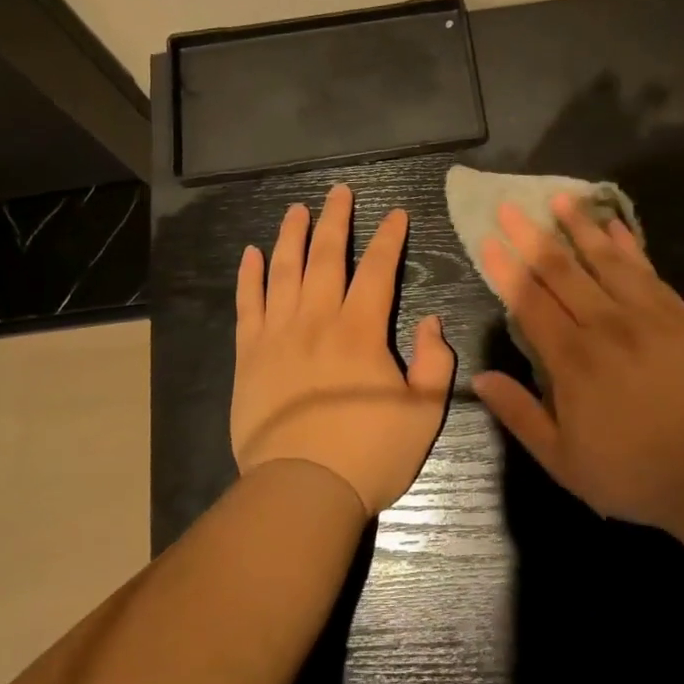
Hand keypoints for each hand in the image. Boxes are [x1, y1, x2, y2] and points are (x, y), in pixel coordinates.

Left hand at [232, 183, 454, 515]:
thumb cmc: (368, 454)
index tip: (396, 213)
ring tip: (297, 210)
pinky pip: (248, 305)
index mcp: (361, 331)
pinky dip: (249, 276)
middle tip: (339, 192)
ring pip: (284, 271)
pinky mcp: (249, 355)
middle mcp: (317, 320)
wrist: (301, 491)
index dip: (390, 238)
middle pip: (327, 257)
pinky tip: (251, 254)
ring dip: (291, 236)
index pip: (379, 270)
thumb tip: (433, 321)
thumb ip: (435, 363)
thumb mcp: (423, 414)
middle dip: (336, 220)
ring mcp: (278, 335)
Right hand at [471, 193, 683, 529]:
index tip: (488, 238)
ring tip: (560, 199)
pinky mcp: (677, 315)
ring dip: (579, 227)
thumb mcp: (562, 460)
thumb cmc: (632, 470)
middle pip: (560, 270)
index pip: (529, 300)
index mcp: (570, 359)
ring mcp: (643, 315)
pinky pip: (646, 271)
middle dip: (531, 235)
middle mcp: (602, 325)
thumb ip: (519, 414)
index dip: (505, 268)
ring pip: (604, 260)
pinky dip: (628, 246)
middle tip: (510, 205)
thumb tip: (479, 378)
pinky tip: (616, 227)